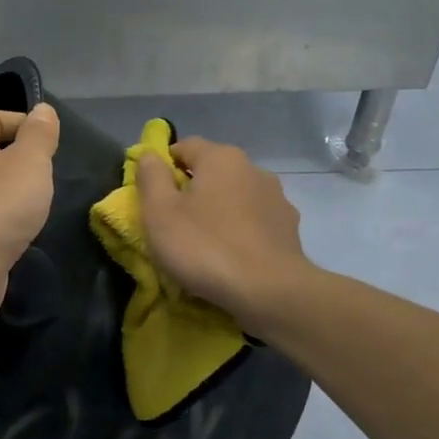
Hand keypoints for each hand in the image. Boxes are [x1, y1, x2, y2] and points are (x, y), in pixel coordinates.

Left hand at [0, 103, 60, 329]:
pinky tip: (26, 232)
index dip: (26, 125)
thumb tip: (43, 111)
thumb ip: (40, 134)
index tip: (53, 147)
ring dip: (19, 196)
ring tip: (41, 205)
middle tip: (50, 177)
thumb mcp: (29, 161)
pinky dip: (9, 223)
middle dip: (26, 163)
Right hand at [135, 137, 312, 332]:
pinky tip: (232, 255)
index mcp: (221, 158)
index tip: (153, 195)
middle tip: (175, 222)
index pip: (185, 146)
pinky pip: (255, 222)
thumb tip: (150, 155)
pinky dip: (241, 231)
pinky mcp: (289, 229)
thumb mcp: (160, 212)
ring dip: (220, 210)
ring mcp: (277, 199)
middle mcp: (254, 168)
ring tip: (205, 242)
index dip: (164, 165)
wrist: (269, 291)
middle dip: (193, 189)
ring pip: (237, 196)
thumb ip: (151, 177)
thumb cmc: (205, 247)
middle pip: (213, 171)